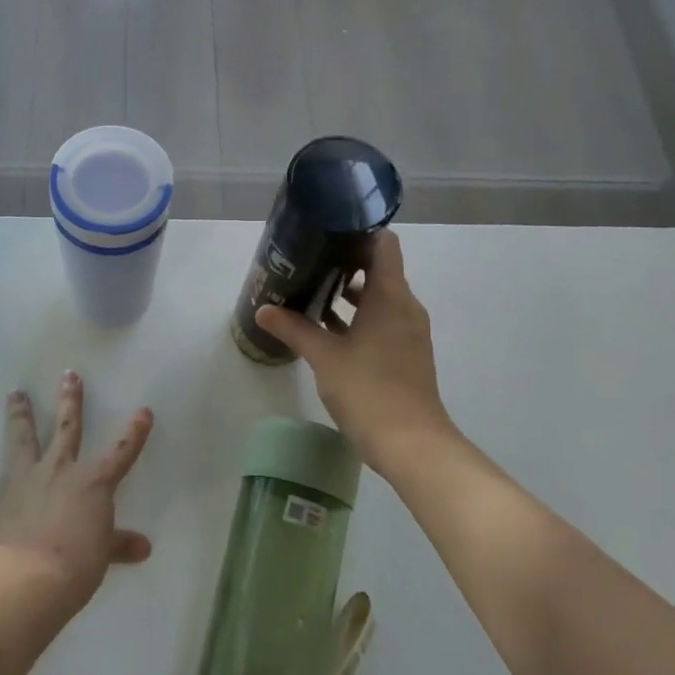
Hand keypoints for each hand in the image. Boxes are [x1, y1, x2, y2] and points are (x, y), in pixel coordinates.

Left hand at [0, 372, 153, 612]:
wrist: (29, 582)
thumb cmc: (76, 564)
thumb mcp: (103, 554)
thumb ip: (119, 544)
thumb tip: (143, 547)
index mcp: (91, 482)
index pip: (121, 451)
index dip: (134, 432)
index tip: (143, 411)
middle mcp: (57, 473)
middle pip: (66, 429)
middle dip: (70, 401)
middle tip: (68, 374)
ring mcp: (22, 487)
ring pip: (21, 443)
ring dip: (18, 418)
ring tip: (14, 393)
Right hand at [255, 231, 458, 478]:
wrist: (412, 444)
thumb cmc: (369, 390)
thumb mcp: (325, 357)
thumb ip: (294, 329)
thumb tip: (263, 310)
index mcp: (390, 296)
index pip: (382, 244)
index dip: (357, 231)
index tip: (326, 230)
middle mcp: (404, 306)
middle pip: (379, 268)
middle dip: (344, 262)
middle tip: (308, 259)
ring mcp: (408, 331)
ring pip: (379, 297)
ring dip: (349, 292)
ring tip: (311, 289)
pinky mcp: (405, 353)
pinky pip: (381, 320)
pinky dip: (357, 317)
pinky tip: (326, 327)